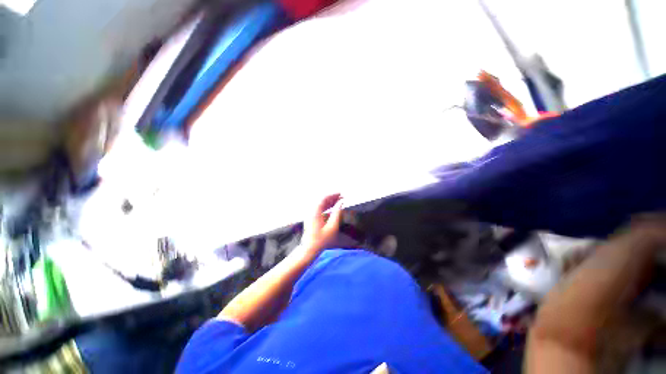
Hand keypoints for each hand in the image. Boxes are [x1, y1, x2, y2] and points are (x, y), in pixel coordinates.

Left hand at [301, 194, 343, 253]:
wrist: (309, 249)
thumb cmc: (321, 239)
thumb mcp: (332, 227)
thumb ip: (337, 213)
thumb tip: (341, 203)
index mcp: (315, 211)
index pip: (324, 198)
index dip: (333, 195)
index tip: (341, 194)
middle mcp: (312, 211)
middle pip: (322, 200)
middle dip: (332, 198)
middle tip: (342, 197)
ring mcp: (311, 215)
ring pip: (321, 204)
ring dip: (330, 202)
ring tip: (339, 201)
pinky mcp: (311, 219)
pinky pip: (320, 209)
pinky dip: (327, 207)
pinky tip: (333, 208)